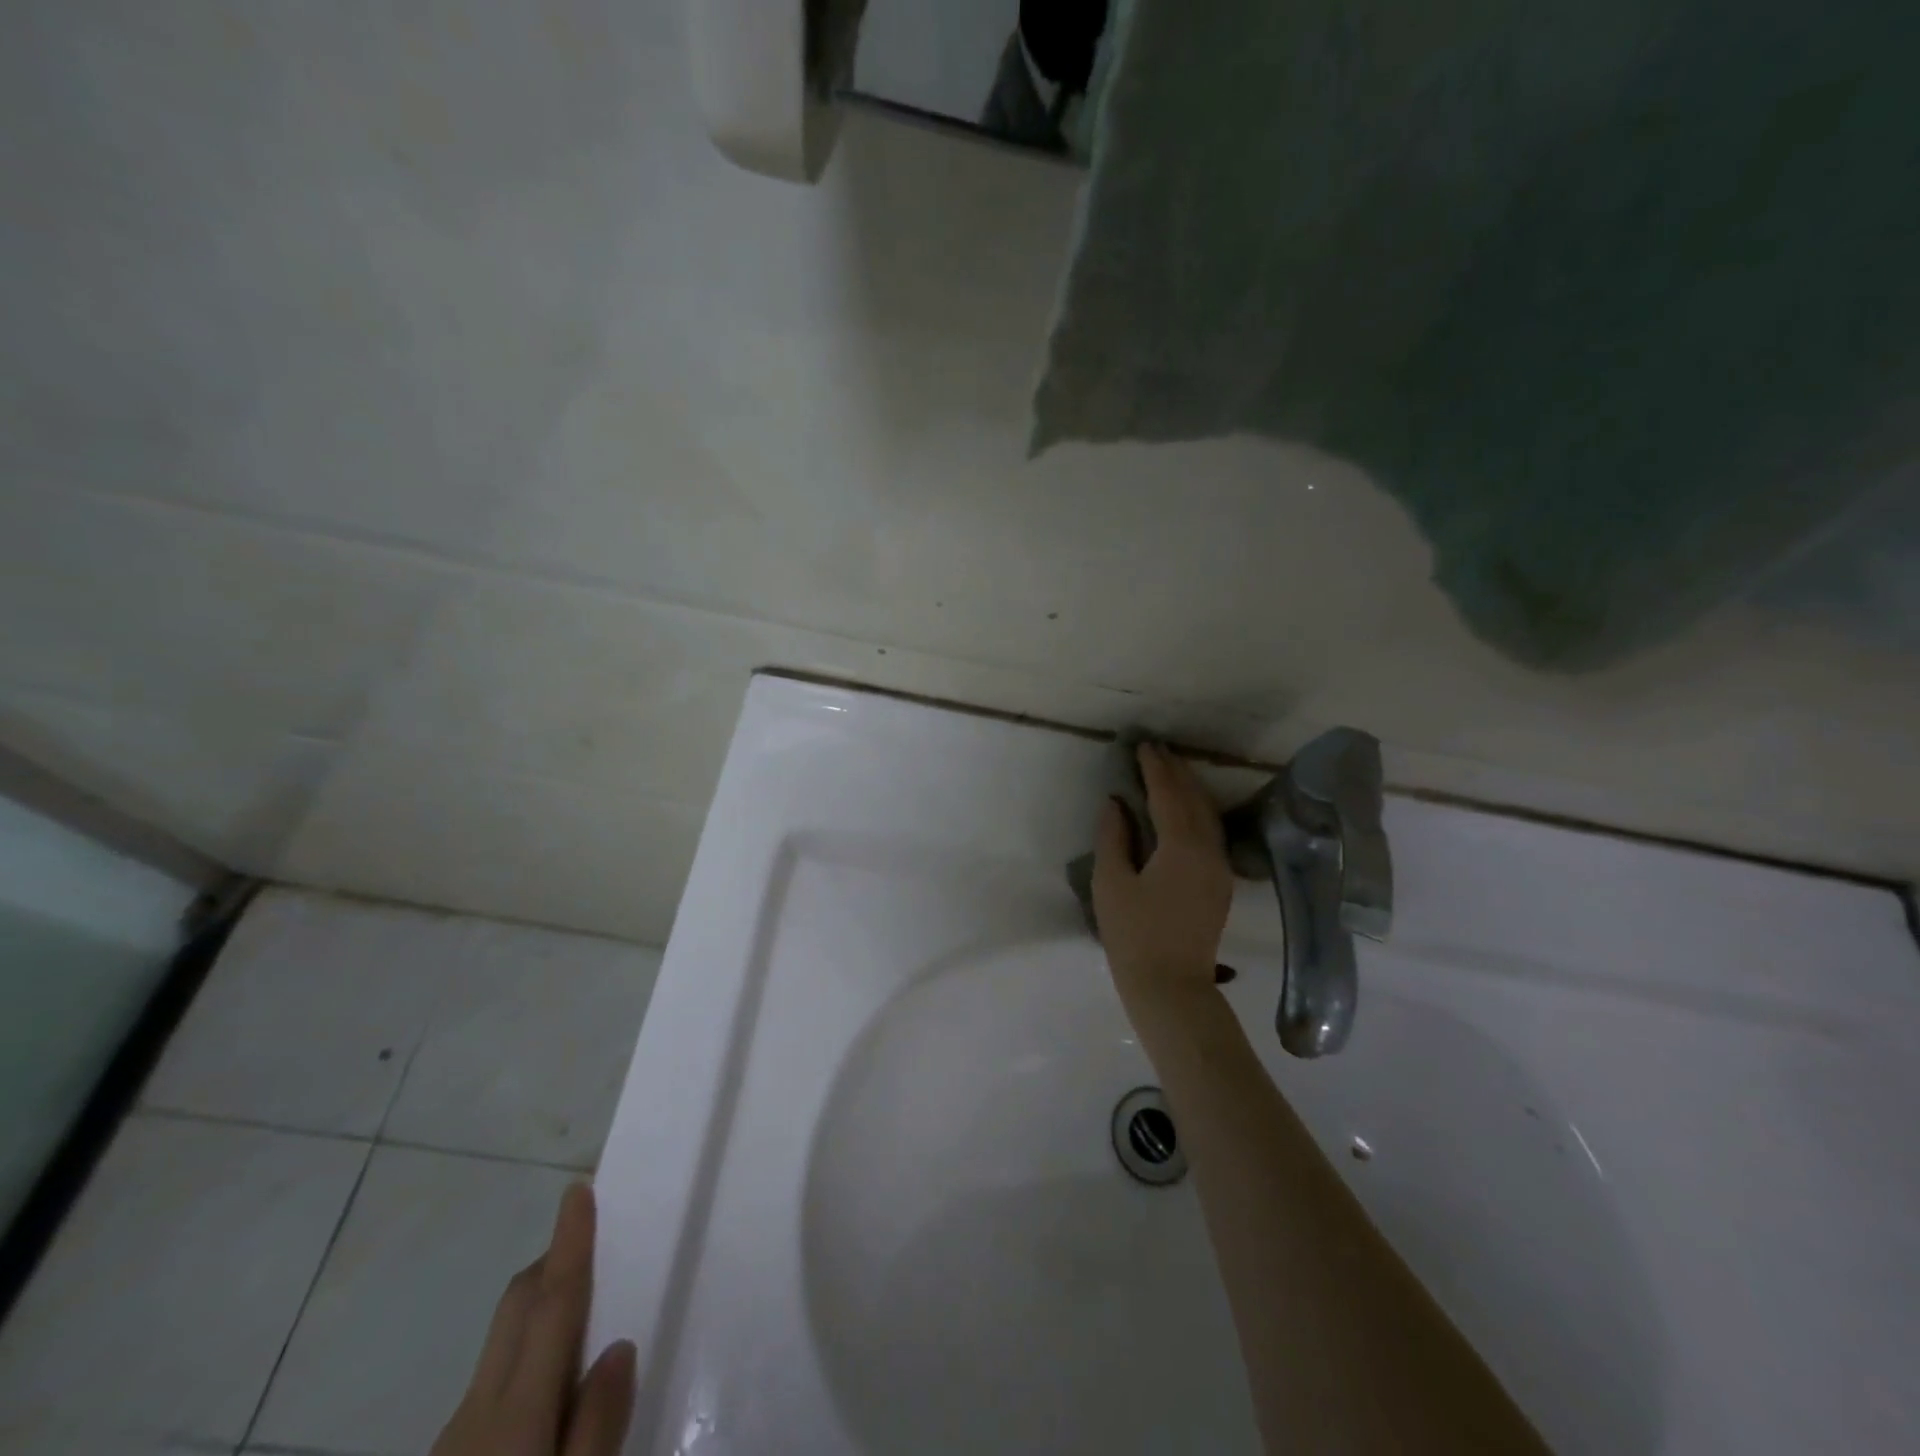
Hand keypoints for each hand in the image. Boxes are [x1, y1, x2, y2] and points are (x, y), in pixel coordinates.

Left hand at [431, 1183, 636, 1455]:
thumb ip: (598, 1426)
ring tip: (584, 1330)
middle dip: (551, 1264)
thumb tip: (618, 1346)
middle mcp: (476, 1413)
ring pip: (500, 1348)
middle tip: (595, 1245)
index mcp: (516, 1413)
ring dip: (538, 1316)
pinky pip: (490, 1387)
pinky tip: (545, 1404)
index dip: (569, 1242)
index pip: (552, 1304)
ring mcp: (450, 1442)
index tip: (579, 1188)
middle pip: (515, 1309)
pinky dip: (522, 1364)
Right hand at [1092, 742, 1234, 1014]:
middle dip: (1176, 772)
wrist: (1171, 987)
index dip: (1155, 768)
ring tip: (1171, 769)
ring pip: (1208, 816)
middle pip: (1195, 800)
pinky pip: (1211, 833)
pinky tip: (1185, 808)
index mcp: (1181, 847)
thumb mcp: (1111, 883)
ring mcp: (1219, 868)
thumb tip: (1115, 803)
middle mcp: (1209, 851)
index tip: (1143, 745)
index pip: (1168, 795)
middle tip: (1157, 750)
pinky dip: (1197, 811)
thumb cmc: (1133, 935)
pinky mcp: (1220, 883)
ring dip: (1190, 789)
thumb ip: (1113, 837)